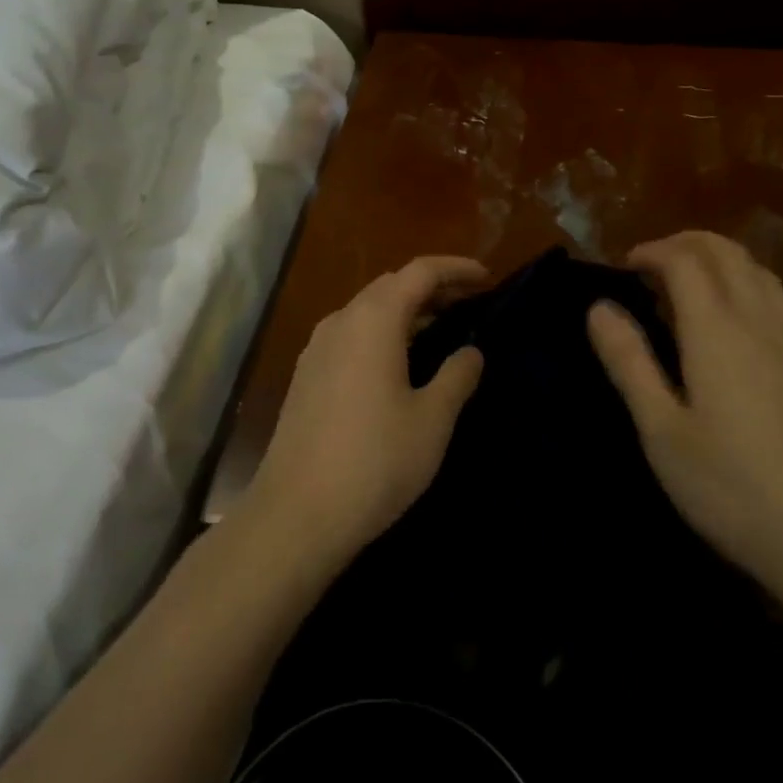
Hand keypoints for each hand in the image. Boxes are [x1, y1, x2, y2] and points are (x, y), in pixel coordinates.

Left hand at [247, 256, 488, 566]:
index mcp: (373, 320)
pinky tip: (397, 362)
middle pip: (390, 285)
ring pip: (368, 310)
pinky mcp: (306, 376)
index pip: (419, 271)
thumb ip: (457, 376)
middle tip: (467, 302)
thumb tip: (471, 351)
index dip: (455, 268)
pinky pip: (351, 335)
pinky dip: (381, 332)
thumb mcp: (432, 420)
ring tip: (439, 328)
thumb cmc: (374, 461)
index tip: (487, 277)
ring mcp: (317, 348)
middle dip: (431, 286)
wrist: (296, 514)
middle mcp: (341, 321)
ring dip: (404, 310)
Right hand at [587, 231, 782, 605]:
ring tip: (688, 286)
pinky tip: (732, 330)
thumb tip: (599, 308)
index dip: (652, 251)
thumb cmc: (735, 490)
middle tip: (651, 265)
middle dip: (685, 244)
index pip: (685, 259)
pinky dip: (745, 287)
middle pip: (726, 252)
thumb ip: (629, 362)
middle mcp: (761, 320)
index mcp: (718, 329)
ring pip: (759, 271)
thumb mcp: (662, 432)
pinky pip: (778, 301)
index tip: (624, 267)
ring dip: (719, 260)